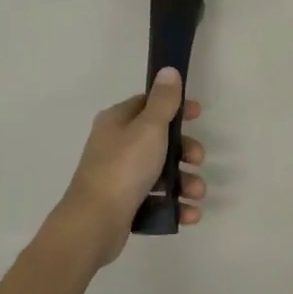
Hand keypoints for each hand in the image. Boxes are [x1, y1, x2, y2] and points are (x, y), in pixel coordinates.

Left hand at [55, 69, 205, 264]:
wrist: (94, 223)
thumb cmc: (123, 168)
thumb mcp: (149, 128)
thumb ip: (163, 101)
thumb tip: (168, 70)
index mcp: (117, 122)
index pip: (148, 104)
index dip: (175, 107)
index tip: (198, 115)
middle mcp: (116, 145)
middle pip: (160, 140)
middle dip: (185, 151)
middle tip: (197, 160)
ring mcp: (119, 176)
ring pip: (161, 172)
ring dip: (185, 182)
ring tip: (197, 194)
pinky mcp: (125, 203)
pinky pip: (157, 198)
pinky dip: (175, 204)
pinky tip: (190, 213)